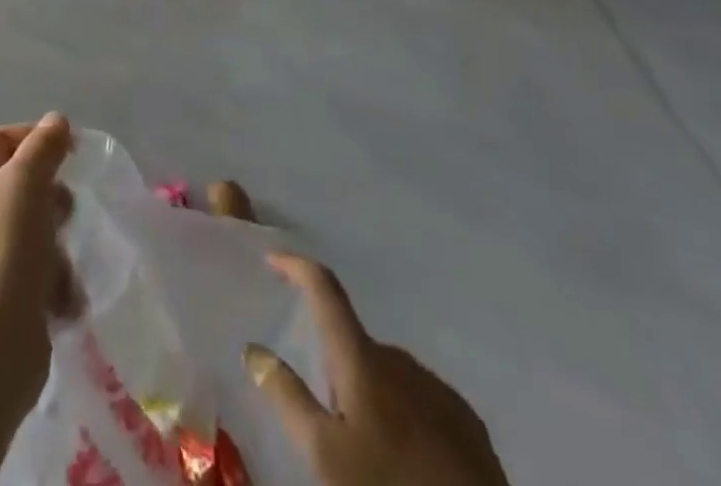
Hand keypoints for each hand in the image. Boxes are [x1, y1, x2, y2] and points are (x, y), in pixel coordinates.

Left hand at [0, 113, 77, 407]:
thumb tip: (56, 120)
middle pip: (19, 184)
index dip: (35, 139)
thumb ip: (44, 147)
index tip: (72, 151)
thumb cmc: (0, 249)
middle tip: (64, 211)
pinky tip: (60, 299)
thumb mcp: (25, 182)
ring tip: (59, 267)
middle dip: (49, 198)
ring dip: (56, 245)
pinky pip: (36, 271)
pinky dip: (52, 282)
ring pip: (34, 229)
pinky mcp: (0, 298)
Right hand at [246, 254, 509, 485]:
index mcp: (362, 357)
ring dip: (370, 397)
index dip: (297, 266)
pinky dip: (402, 417)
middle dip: (336, 370)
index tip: (273, 257)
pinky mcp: (466, 423)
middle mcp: (399, 358)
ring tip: (368, 453)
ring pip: (387, 377)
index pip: (324, 288)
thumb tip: (253, 348)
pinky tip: (405, 461)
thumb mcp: (324, 454)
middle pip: (354, 346)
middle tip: (327, 422)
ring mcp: (437, 388)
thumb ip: (287, 397)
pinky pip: (419, 402)